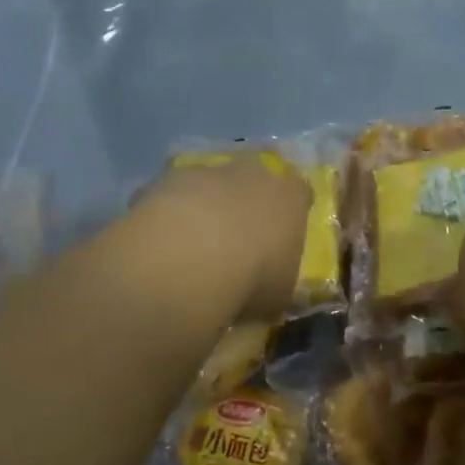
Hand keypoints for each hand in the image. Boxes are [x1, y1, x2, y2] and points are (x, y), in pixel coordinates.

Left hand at [133, 157, 312, 321]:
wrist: (192, 257)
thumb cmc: (253, 276)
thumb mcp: (280, 293)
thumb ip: (278, 281)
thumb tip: (270, 289)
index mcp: (290, 195)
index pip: (300, 193)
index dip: (290, 212)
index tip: (281, 235)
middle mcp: (253, 172)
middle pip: (254, 179)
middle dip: (247, 201)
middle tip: (236, 236)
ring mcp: (209, 171)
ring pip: (211, 183)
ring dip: (206, 206)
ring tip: (193, 244)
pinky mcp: (168, 178)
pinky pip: (174, 194)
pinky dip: (171, 213)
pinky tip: (164, 242)